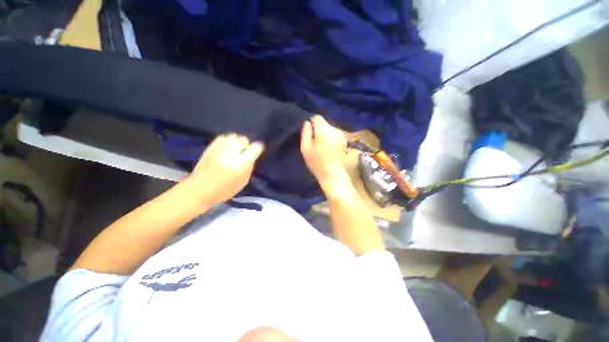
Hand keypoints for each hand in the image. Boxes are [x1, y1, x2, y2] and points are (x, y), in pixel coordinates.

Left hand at [187, 133, 263, 203]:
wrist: (200, 189)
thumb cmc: (225, 189)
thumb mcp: (243, 181)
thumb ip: (249, 167)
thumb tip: (251, 158)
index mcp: (243, 162)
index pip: (256, 147)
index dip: (258, 148)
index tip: (257, 151)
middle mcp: (233, 151)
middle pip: (243, 139)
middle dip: (246, 145)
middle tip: (244, 152)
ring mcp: (220, 147)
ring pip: (233, 136)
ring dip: (236, 142)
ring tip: (234, 149)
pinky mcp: (211, 147)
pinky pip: (222, 138)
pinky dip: (226, 141)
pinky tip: (225, 148)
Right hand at [300, 115, 348, 189]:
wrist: (333, 174)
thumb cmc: (317, 162)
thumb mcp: (305, 148)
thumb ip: (305, 133)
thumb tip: (307, 123)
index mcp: (324, 130)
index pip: (317, 117)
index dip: (311, 123)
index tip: (309, 133)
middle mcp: (334, 129)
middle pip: (324, 123)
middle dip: (318, 129)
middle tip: (314, 142)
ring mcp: (341, 135)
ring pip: (329, 128)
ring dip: (324, 134)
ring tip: (321, 146)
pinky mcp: (344, 140)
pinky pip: (334, 134)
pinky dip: (330, 138)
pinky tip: (329, 148)